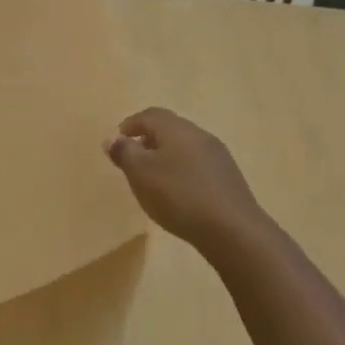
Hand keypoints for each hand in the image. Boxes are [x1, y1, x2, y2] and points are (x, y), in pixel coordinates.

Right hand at [105, 107, 266, 249]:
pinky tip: (177, 192)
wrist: (232, 229)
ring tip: (152, 178)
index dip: (130, 125)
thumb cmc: (179, 196)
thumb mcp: (141, 174)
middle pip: (169, 128)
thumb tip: (112, 138)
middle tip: (132, 159)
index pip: (150, 115)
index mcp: (177, 129)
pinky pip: (197, 164)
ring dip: (165, 155)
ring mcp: (218, 156)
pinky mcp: (228, 177)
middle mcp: (199, 135)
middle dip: (148, 139)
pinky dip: (181, 170)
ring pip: (184, 146)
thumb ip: (124, 153)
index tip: (117, 142)